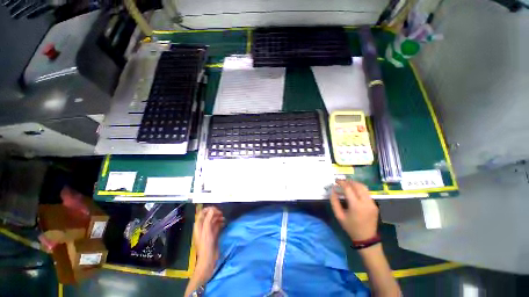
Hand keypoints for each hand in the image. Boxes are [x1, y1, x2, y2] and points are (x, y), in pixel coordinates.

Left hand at [193, 207, 224, 281]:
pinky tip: (224, 223)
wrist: (208, 259)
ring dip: (219, 217)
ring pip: (213, 220)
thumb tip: (212, 210)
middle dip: (215, 213)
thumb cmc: (206, 245)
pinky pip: (217, 225)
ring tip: (224, 218)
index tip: (216, 209)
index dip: (209, 209)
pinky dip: (220, 223)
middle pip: (208, 216)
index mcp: (199, 225)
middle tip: (221, 213)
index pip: (202, 213)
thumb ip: (208, 219)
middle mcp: (203, 227)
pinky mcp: (213, 234)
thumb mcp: (207, 231)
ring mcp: (208, 231)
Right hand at [330, 179, 378, 241]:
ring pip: (364, 188)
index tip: (336, 181)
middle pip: (358, 185)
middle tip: (341, 181)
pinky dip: (359, 189)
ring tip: (347, 184)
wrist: (366, 238)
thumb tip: (333, 190)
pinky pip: (367, 193)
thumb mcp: (339, 215)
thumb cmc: (350, 227)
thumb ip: (334, 201)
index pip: (348, 188)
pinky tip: (354, 191)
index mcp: (356, 206)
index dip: (341, 183)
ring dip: (355, 184)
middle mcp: (366, 202)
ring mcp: (372, 203)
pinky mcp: (375, 205)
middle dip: (348, 181)